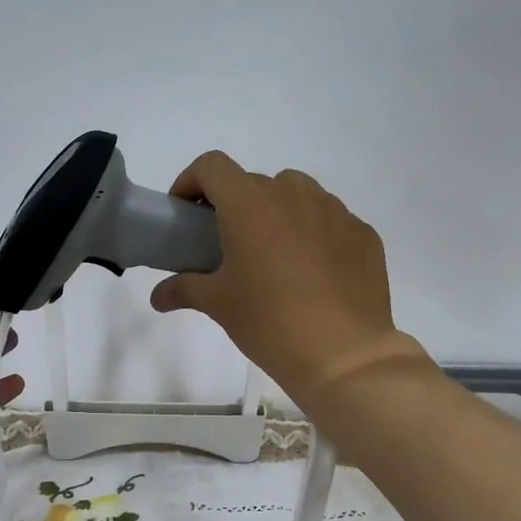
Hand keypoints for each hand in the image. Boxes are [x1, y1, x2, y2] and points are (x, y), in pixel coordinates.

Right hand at [149, 153, 428, 412]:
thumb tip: (158, 296)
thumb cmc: (269, 323)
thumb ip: (184, 289)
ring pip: (297, 196)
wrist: (343, 354)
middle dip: (234, 206)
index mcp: (250, 205)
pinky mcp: (362, 234)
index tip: (185, 214)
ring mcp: (334, 211)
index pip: (212, 166)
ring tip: (273, 256)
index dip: (192, 182)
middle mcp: (293, 195)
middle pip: (254, 183)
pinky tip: (312, 274)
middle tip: (228, 246)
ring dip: (277, 214)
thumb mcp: (219, 305)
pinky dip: (313, 235)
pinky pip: (329, 221)